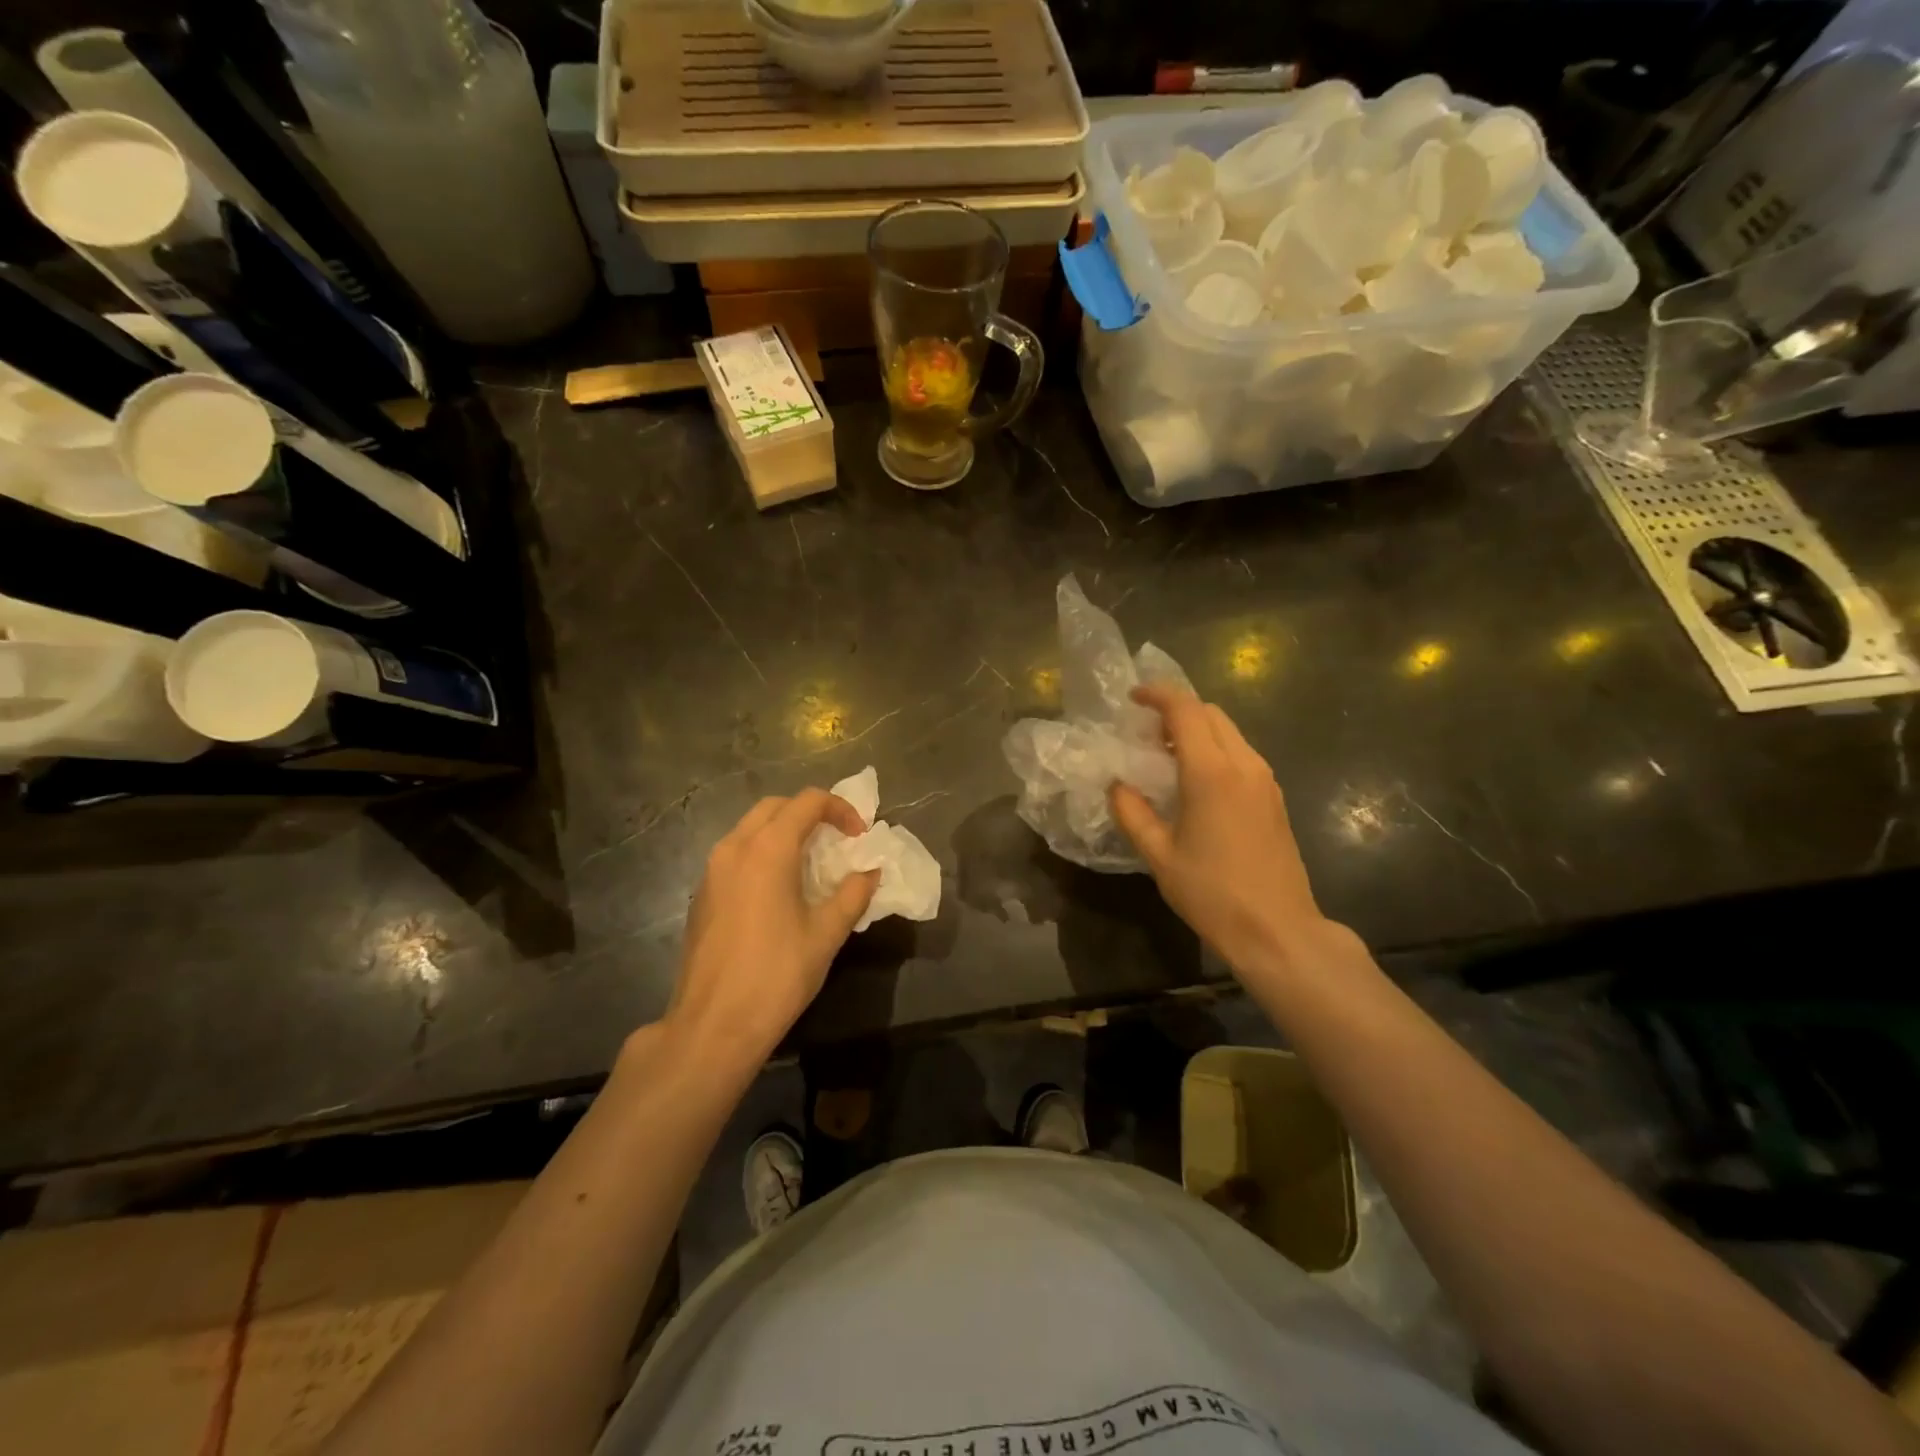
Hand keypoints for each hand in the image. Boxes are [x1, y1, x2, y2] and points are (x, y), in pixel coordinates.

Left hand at [663, 790, 877, 1068]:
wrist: (713, 1025)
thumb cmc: (776, 975)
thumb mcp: (826, 934)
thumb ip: (853, 894)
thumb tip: (870, 872)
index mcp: (768, 850)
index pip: (807, 802)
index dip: (840, 809)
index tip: (860, 836)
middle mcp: (734, 848)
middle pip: (775, 807)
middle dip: (810, 813)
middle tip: (837, 840)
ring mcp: (712, 870)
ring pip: (750, 828)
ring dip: (784, 832)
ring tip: (811, 862)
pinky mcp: (702, 893)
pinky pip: (735, 853)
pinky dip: (762, 852)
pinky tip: (779, 889)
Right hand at [1110, 685, 1352, 984]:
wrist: (1278, 930)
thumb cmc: (1212, 893)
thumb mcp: (1159, 856)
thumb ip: (1132, 813)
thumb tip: (1117, 785)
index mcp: (1212, 773)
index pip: (1186, 710)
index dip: (1158, 694)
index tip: (1133, 697)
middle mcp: (1244, 765)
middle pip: (1211, 713)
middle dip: (1177, 710)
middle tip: (1145, 730)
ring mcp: (1265, 780)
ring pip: (1230, 732)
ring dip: (1198, 729)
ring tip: (1166, 754)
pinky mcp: (1275, 797)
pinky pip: (1242, 753)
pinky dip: (1215, 749)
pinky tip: (1196, 780)